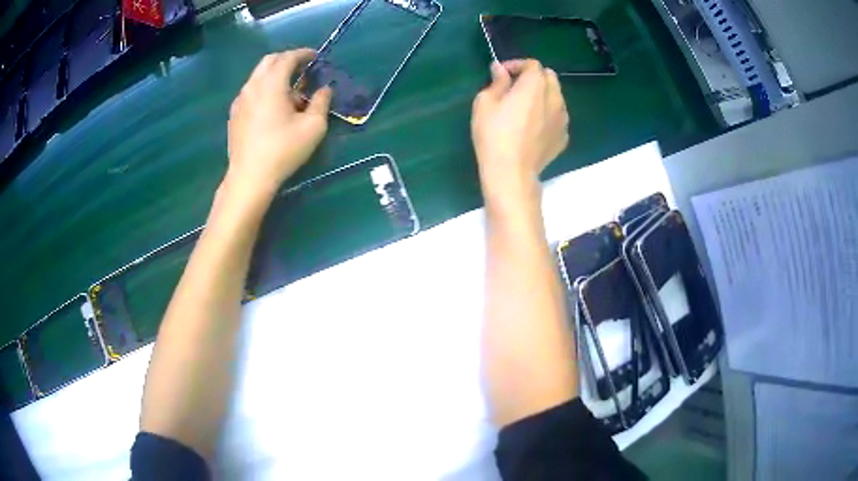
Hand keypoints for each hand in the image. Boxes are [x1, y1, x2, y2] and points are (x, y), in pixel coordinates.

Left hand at [226, 48, 331, 198]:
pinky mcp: (234, 115)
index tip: (315, 57)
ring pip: (257, 76)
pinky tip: (271, 106)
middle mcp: (252, 86)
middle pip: (269, 61)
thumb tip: (324, 89)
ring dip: (274, 74)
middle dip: (287, 59)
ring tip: (288, 90)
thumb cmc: (283, 150)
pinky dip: (263, 88)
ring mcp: (240, 100)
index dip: (303, 54)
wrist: (249, 177)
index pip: (287, 58)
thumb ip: (321, 102)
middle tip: (302, 68)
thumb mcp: (313, 127)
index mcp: (271, 84)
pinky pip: (250, 91)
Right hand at [471, 60, 568, 204]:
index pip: (532, 64)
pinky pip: (557, 118)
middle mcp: (555, 98)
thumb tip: (501, 70)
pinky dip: (548, 115)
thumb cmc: (494, 134)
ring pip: (557, 97)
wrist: (512, 172)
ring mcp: (562, 119)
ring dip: (543, 96)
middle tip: (515, 88)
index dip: (517, 65)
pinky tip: (533, 127)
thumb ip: (497, 82)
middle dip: (534, 77)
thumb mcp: (485, 103)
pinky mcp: (563, 137)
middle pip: (550, 77)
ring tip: (526, 108)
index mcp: (535, 85)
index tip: (502, 74)